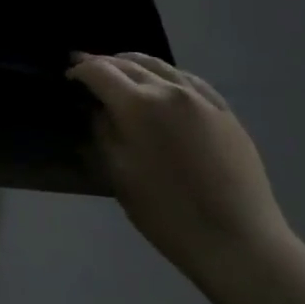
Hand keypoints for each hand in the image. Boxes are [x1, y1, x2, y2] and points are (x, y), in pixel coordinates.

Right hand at [67, 52, 295, 286]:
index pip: (99, 71)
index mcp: (138, 105)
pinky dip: (165, 74)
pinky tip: (161, 82)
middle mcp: (169, 90)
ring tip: (119, 69)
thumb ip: (103, 130)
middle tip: (85, 68)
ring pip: (160, 65)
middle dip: (103, 63)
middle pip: (128, 63)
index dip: (79, 71)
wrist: (237, 240)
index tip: (68, 78)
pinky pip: (188, 79)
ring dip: (133, 63)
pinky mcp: (224, 112)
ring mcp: (201, 98)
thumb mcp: (118, 171)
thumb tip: (97, 108)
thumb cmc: (165, 211)